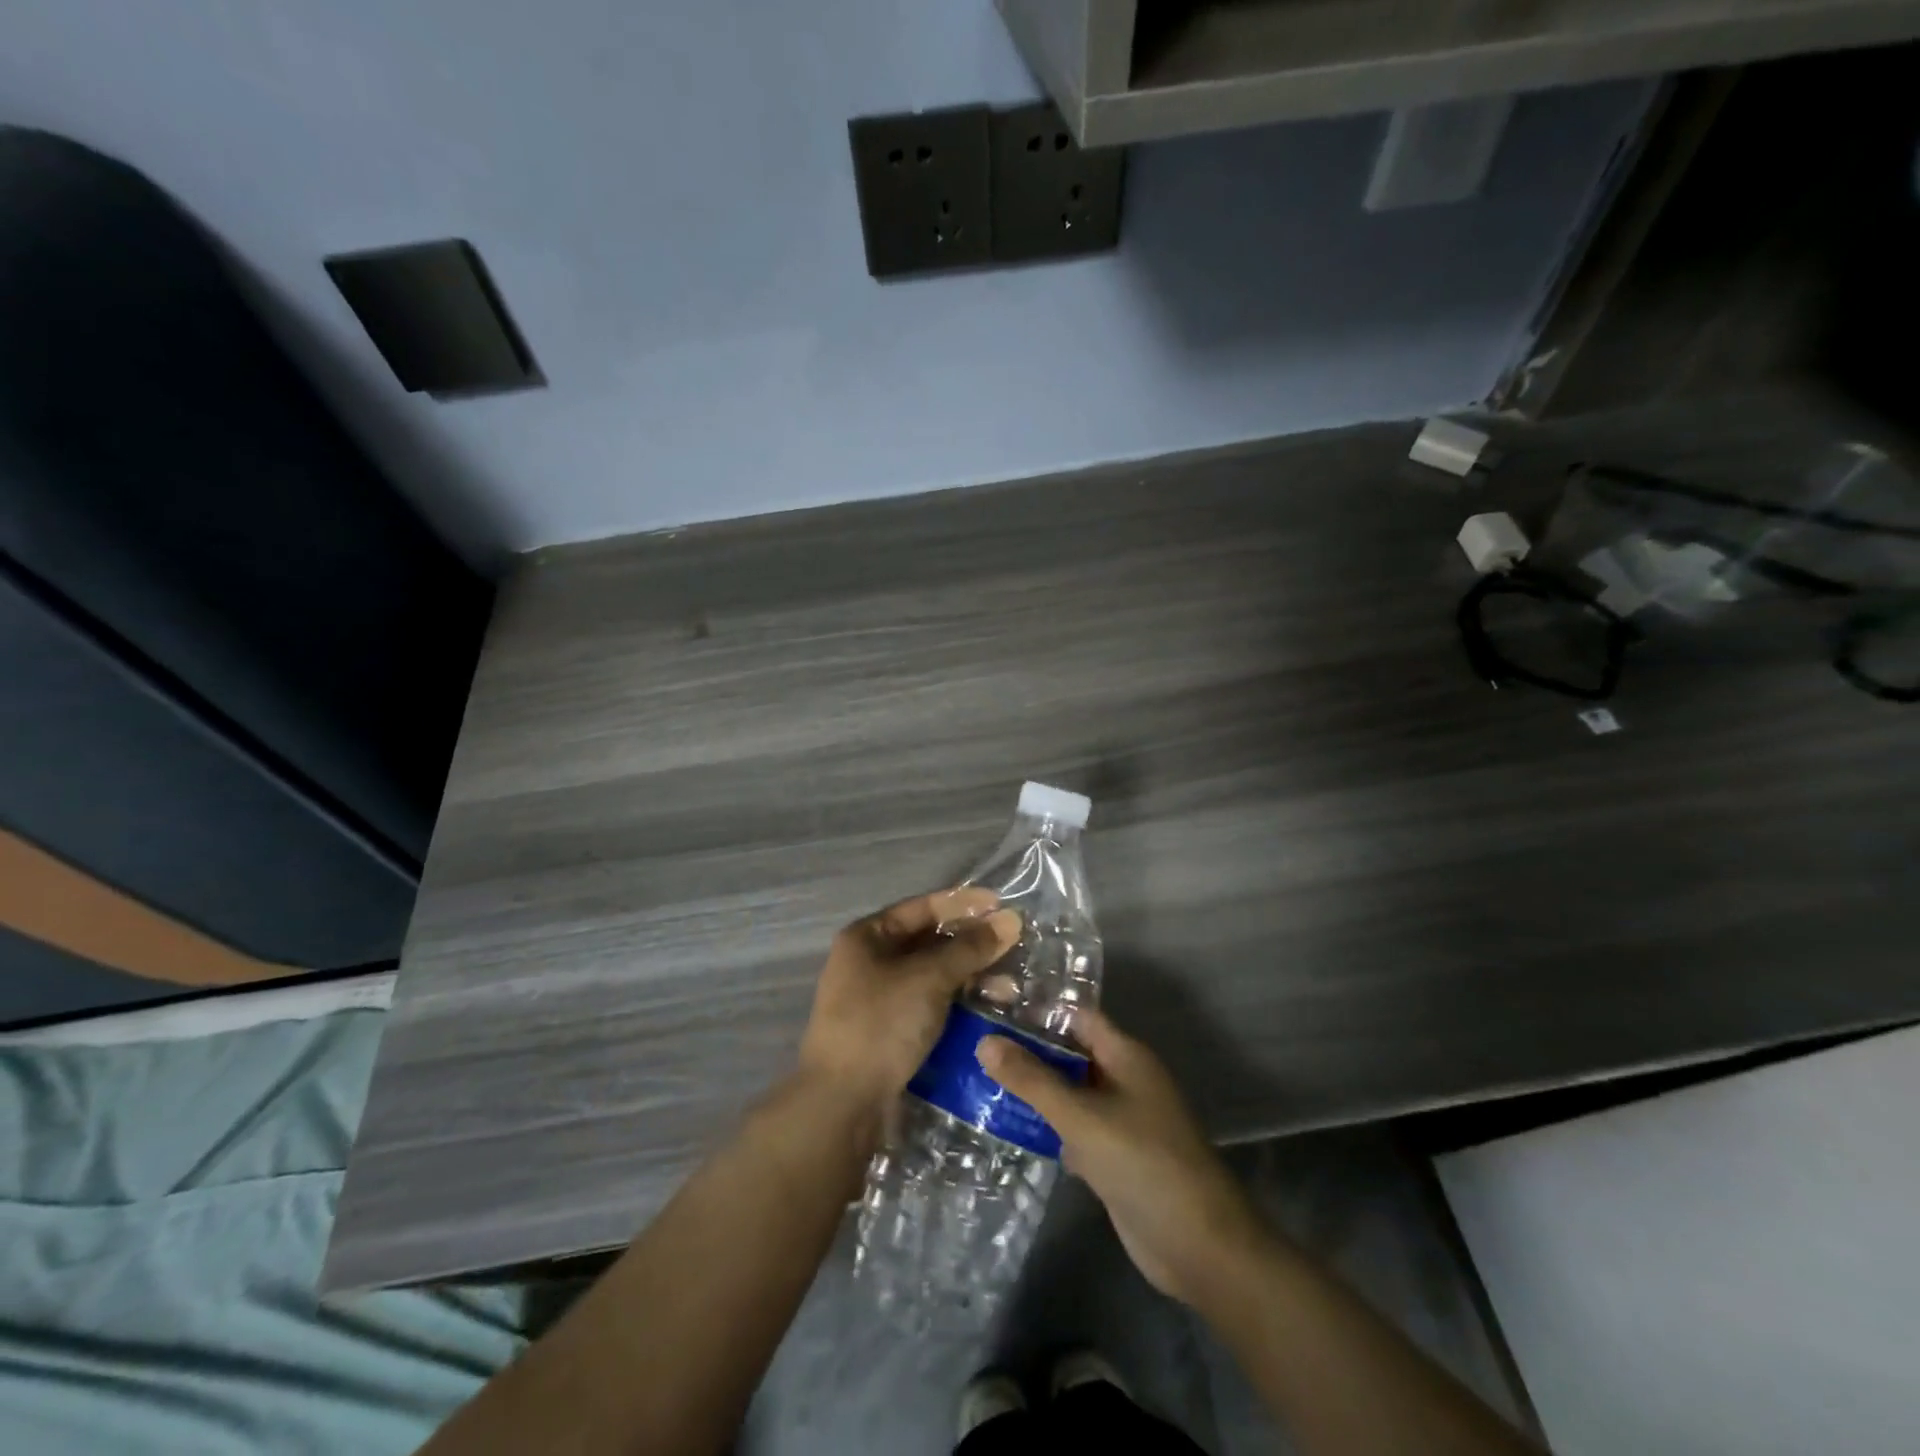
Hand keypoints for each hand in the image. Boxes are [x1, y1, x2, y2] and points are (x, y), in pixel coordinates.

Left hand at [799, 887, 1020, 1115]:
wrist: (842, 1104)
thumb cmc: (881, 1024)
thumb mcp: (929, 978)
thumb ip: (970, 948)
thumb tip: (1010, 920)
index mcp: (867, 937)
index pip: (922, 907)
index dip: (963, 903)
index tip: (1001, 904)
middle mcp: (869, 961)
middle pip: (929, 941)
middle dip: (971, 944)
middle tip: (1013, 946)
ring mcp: (878, 998)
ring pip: (932, 976)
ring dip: (969, 976)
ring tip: (1009, 986)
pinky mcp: (890, 1031)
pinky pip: (930, 1004)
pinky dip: (957, 1003)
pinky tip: (988, 1009)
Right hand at [977, 1008, 1268, 1307]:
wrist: (1199, 1246)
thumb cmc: (1144, 1163)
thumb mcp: (1082, 1117)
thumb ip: (1033, 1080)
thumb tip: (985, 1042)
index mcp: (1126, 1055)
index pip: (1077, 1017)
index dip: (1038, 1010)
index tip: (992, 1006)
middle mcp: (1123, 1080)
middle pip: (1070, 1054)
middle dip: (1028, 1051)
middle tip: (973, 1043)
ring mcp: (1119, 1121)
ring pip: (1069, 1093)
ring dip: (1033, 1090)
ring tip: (977, 1079)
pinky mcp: (1113, 1158)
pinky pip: (1073, 1130)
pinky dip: (1046, 1127)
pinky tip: (1006, 1127)